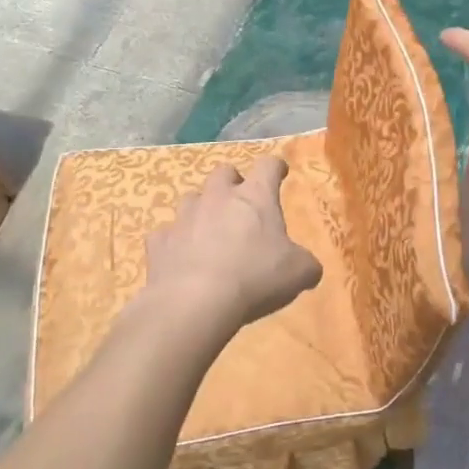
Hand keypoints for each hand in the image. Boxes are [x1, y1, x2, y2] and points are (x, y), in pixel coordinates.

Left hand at [140, 158, 322, 340]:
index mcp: (255, 197)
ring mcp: (184, 217)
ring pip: (191, 198)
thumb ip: (306, 264)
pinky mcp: (159, 241)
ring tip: (208, 231)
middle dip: (232, 183)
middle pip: (224, 172)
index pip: (269, 166)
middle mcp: (218, 197)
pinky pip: (166, 233)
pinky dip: (175, 241)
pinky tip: (180, 257)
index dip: (276, 168)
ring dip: (201, 209)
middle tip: (240, 203)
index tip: (280, 173)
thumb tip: (309, 267)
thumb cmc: (255, 277)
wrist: (195, 301)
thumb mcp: (298, 273)